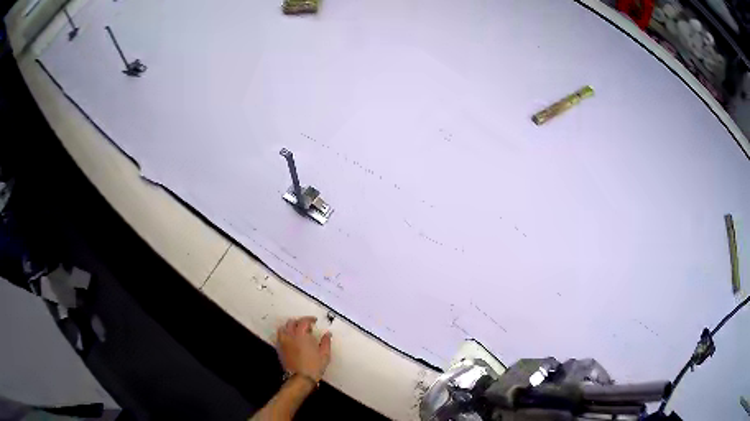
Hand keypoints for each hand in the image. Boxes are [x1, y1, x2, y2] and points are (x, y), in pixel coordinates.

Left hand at [276, 316, 331, 382]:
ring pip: (283, 328)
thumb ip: (326, 342)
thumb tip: (327, 334)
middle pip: (291, 322)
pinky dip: (284, 334)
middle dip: (299, 322)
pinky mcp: (279, 349)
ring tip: (296, 331)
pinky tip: (291, 339)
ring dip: (290, 326)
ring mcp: (283, 342)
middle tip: (306, 326)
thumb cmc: (314, 366)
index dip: (309, 319)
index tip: (314, 321)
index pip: (303, 321)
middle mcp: (290, 336)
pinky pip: (279, 336)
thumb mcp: (325, 355)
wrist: (300, 378)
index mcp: (301, 335)